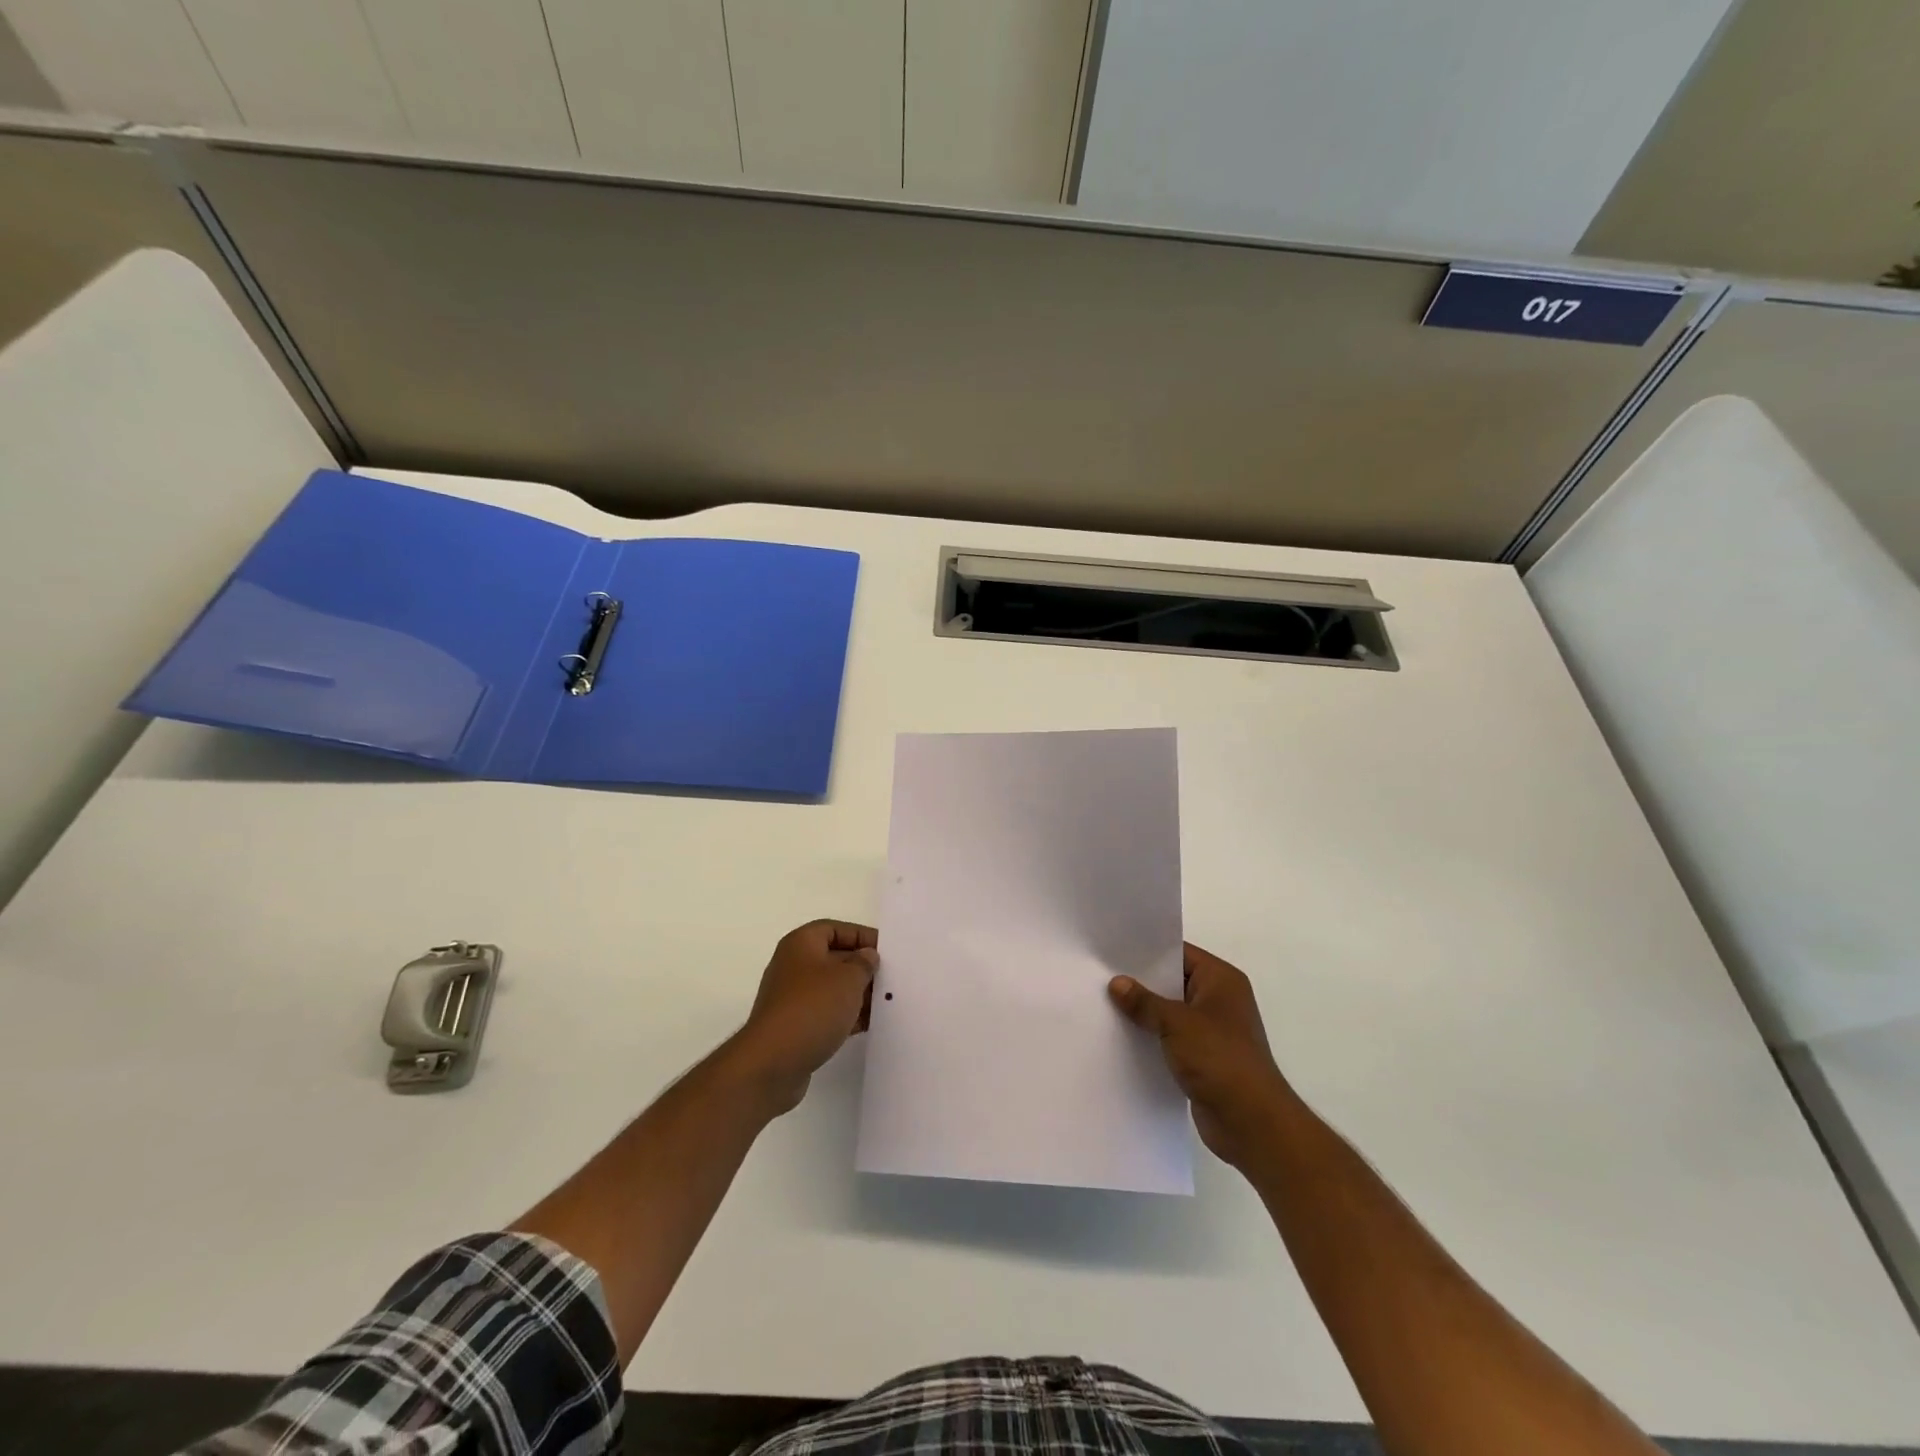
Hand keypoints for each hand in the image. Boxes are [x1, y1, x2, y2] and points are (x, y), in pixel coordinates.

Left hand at [728, 920, 876, 1114]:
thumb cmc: (812, 1008)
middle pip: (835, 958)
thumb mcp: (848, 978)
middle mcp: (793, 966)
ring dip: (857, 994)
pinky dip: (846, 1016)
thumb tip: (866, 957)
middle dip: (862, 967)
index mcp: (801, 944)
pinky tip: (869, 1025)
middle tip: (891, 978)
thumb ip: (864, 963)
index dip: (862, 936)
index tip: (887, 951)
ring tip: (886, 1003)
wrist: (772, 1063)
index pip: (836, 929)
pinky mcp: (795, 1026)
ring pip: (832, 988)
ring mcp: (792, 998)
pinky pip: (826, 1013)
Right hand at [1109, 943, 1294, 1168]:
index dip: (1147, 952)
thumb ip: (1144, 1002)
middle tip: (1101, 976)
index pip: (1179, 953)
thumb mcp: (1176, 1023)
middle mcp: (1219, 1000)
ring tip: (1104, 1005)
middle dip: (1141, 983)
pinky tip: (1122, 1037)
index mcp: (1221, 980)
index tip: (1112, 951)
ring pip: (1170, 1012)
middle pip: (1173, 982)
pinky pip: (1172, 1038)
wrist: (1252, 1123)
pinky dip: (1152, 1038)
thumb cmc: (1219, 1059)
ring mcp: (1213, 1031)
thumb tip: (1116, 983)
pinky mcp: (1204, 1058)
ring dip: (1145, 1013)